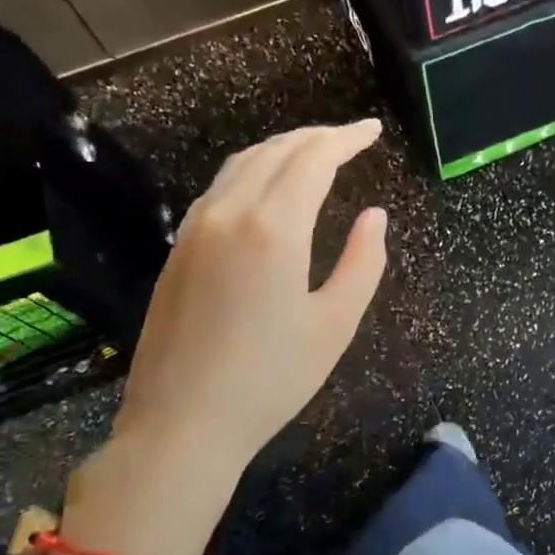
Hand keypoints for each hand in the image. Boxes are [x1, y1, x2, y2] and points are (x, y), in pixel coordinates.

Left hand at [74, 121, 388, 554]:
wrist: (181, 424)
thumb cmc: (270, 379)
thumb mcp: (335, 324)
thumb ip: (363, 262)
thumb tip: (375, 215)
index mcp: (274, 228)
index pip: (313, 159)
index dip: (346, 138)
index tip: (372, 130)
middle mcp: (229, 214)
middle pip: (276, 151)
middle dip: (316, 137)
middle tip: (350, 138)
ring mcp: (196, 229)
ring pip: (242, 164)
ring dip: (282, 149)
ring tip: (314, 153)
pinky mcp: (179, 249)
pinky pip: (220, 188)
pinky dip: (252, 171)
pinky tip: (267, 189)